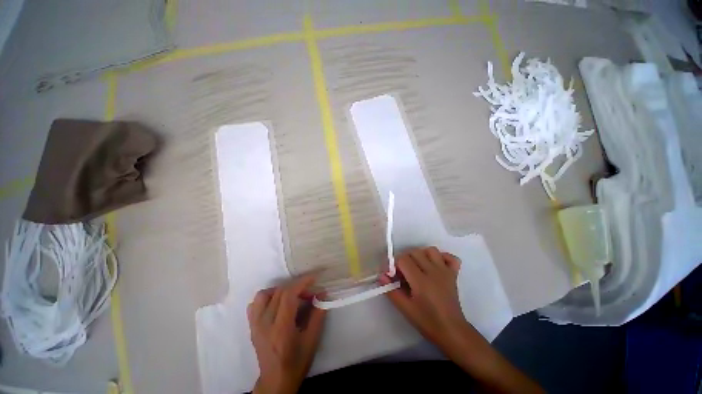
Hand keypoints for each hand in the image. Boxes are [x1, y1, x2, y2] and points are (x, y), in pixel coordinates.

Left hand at [248, 275, 325, 393]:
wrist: (276, 381)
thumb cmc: (297, 361)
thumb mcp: (312, 339)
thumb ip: (318, 314)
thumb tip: (322, 293)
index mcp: (281, 329)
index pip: (288, 296)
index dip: (302, 283)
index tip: (313, 278)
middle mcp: (265, 324)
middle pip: (279, 292)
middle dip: (297, 286)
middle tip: (308, 293)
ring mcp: (255, 325)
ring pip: (264, 295)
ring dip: (280, 290)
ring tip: (292, 296)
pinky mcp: (251, 326)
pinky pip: (255, 304)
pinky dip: (266, 298)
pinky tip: (277, 303)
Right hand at [379, 246, 467, 352]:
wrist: (452, 331)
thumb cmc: (427, 322)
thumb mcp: (405, 309)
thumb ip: (391, 291)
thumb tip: (381, 276)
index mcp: (420, 281)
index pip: (403, 259)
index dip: (395, 264)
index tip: (393, 275)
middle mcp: (433, 271)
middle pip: (415, 252)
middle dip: (405, 259)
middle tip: (403, 273)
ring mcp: (445, 271)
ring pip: (431, 250)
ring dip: (421, 254)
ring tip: (418, 266)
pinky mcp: (453, 274)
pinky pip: (450, 257)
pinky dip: (442, 257)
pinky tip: (435, 265)